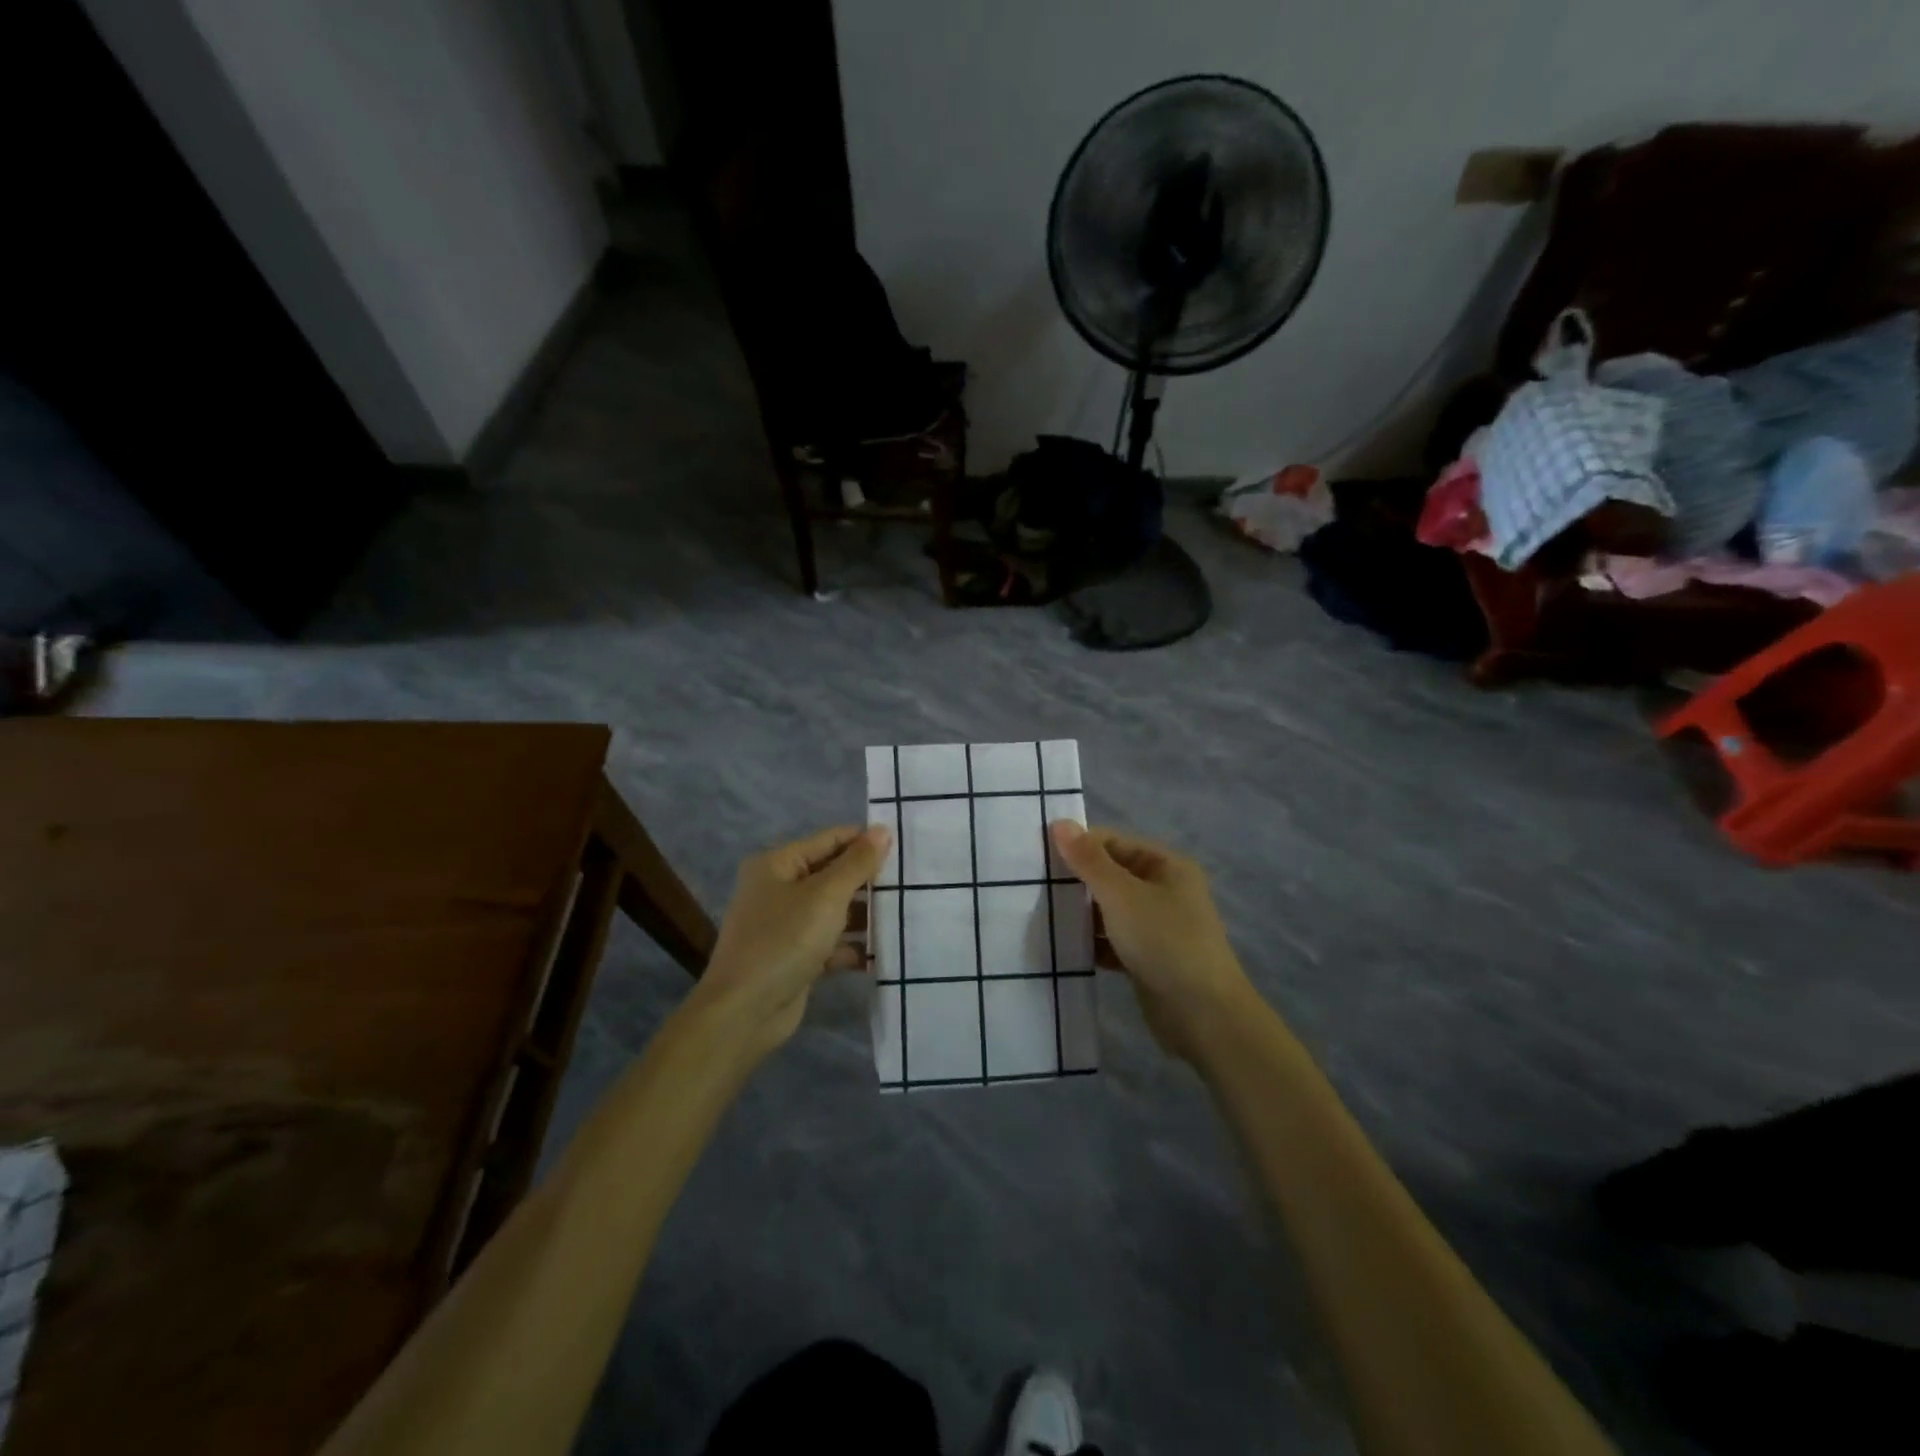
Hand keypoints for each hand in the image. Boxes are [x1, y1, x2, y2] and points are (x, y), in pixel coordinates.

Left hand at [687, 824, 890, 1060]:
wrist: (745, 1012)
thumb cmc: (784, 940)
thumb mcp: (826, 896)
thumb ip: (857, 863)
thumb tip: (882, 830)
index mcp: (778, 864)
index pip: (830, 839)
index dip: (866, 840)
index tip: (905, 847)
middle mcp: (780, 889)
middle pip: (833, 875)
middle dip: (869, 880)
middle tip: (911, 882)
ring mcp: (787, 925)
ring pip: (835, 910)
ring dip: (866, 915)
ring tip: (906, 915)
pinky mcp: (796, 957)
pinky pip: (831, 943)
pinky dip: (853, 946)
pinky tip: (884, 953)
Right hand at [1048, 822, 1255, 1061]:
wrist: (1204, 1016)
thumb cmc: (1165, 942)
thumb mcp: (1122, 896)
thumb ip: (1088, 861)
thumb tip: (1059, 823)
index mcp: (1165, 866)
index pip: (1112, 843)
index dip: (1077, 846)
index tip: (1037, 857)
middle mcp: (1164, 891)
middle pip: (1110, 876)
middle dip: (1075, 882)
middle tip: (1032, 887)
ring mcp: (1157, 927)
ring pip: (1109, 910)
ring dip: (1080, 914)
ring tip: (1039, 917)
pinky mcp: (1148, 959)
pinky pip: (1112, 941)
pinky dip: (1092, 943)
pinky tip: (1062, 948)